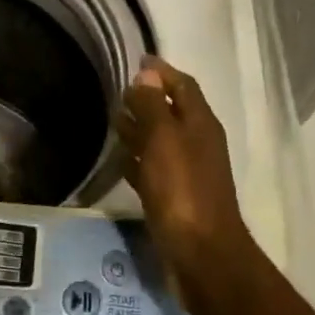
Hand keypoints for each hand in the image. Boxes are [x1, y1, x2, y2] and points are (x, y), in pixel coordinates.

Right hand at [116, 57, 252, 299]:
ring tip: (113, 121)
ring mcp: (187, 173)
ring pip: (160, 141)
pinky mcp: (174, 199)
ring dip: (140, 129)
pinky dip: (138, 161)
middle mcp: (197, 143)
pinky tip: (120, 161)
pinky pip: (153, 170)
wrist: (201, 255)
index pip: (182, 85)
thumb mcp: (164, 139)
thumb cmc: (182, 190)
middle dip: (147, 99)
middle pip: (171, 112)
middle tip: (118, 92)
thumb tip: (146, 74)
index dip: (162, 71)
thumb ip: (153, 104)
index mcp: (200, 124)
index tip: (138, 60)